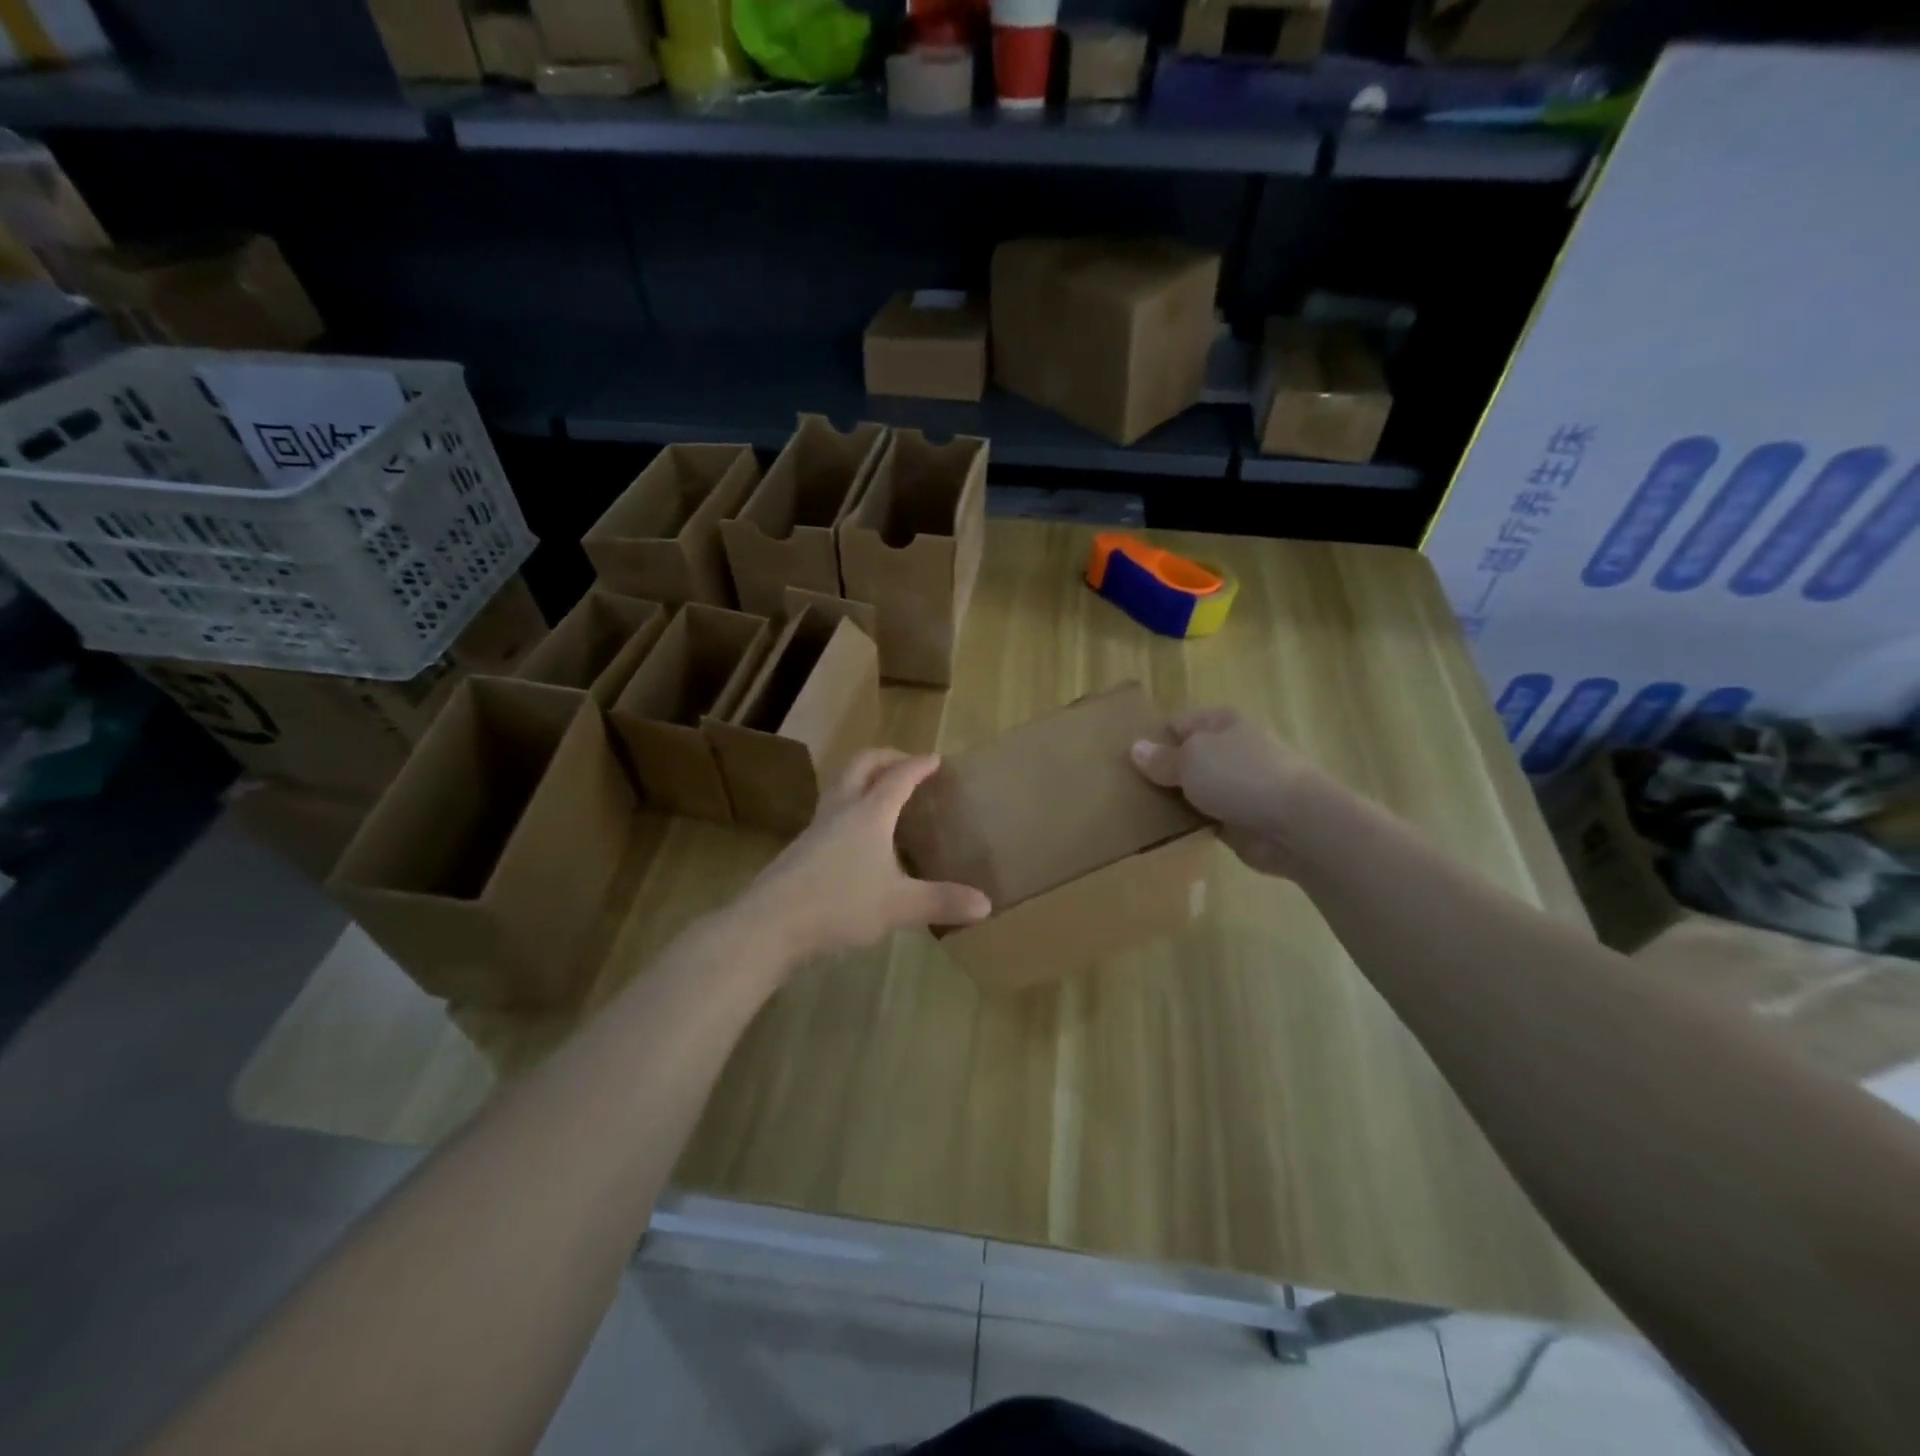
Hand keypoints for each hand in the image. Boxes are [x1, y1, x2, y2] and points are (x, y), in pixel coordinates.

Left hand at [738, 749, 991, 966]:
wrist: (769, 925)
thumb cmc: (839, 905)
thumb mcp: (898, 906)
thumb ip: (942, 901)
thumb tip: (986, 904)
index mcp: (869, 813)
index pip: (899, 776)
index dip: (919, 765)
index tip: (936, 759)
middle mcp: (841, 810)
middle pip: (861, 765)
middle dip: (886, 758)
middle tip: (907, 765)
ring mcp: (816, 828)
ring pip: (841, 786)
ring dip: (863, 779)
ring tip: (882, 795)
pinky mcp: (801, 849)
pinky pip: (831, 812)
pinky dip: (850, 808)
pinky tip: (857, 839)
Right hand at [1130, 708, 1313, 878]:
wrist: (1296, 824)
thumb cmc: (1240, 776)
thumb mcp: (1190, 760)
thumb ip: (1162, 758)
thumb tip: (1135, 748)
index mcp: (1222, 723)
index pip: (1177, 724)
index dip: (1151, 739)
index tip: (1125, 761)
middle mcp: (1231, 750)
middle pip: (1186, 758)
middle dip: (1161, 773)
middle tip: (1125, 790)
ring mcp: (1238, 786)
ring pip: (1195, 790)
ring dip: (1174, 801)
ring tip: (1137, 813)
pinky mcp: (1241, 819)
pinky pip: (1206, 818)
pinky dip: (1190, 825)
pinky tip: (1164, 834)